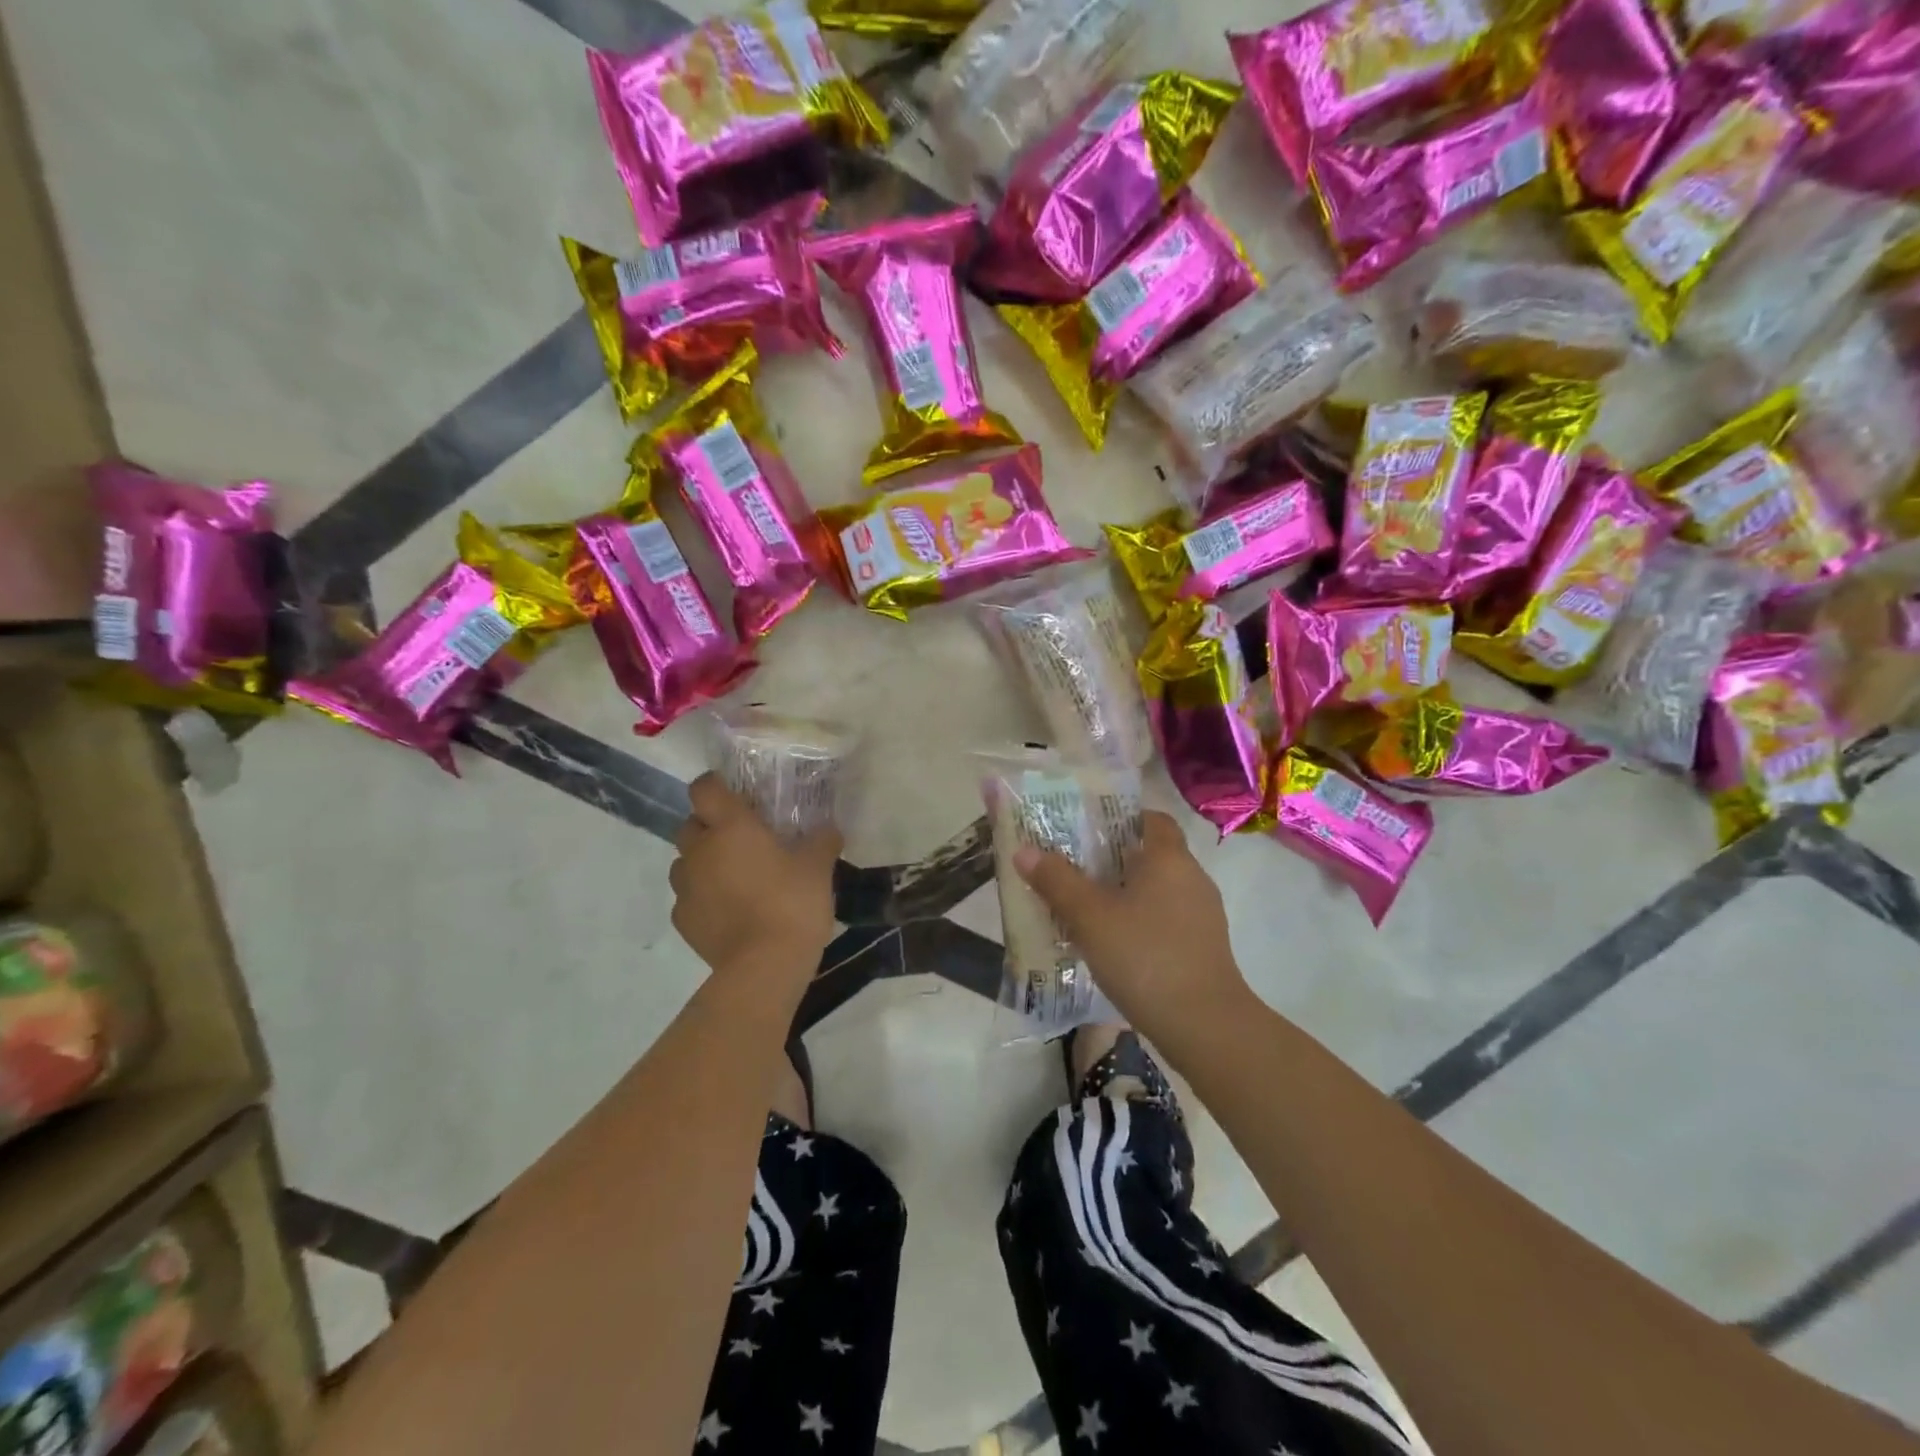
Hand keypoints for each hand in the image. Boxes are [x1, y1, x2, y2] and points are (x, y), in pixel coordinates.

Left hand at [670, 774, 840, 982]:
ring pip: (685, 862)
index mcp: (731, 827)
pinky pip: (688, 897)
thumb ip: (822, 841)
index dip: (715, 785)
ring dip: (703, 863)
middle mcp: (700, 850)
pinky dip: (703, 897)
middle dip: (709, 827)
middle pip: (690, 824)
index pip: (704, 788)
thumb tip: (828, 828)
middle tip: (741, 839)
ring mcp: (686, 887)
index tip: (735, 794)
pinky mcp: (683, 920)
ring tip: (733, 878)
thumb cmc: (792, 904)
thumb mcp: (818, 868)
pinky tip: (729, 911)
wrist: (764, 967)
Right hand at [1014, 811, 1247, 1035]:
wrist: (1204, 1026)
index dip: (1120, 818)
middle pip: (1150, 854)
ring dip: (1124, 893)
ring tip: (1084, 906)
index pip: (1151, 819)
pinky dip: (1139, 921)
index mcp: (1169, 858)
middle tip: (1072, 867)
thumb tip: (1024, 851)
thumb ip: (1056, 881)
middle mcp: (1192, 878)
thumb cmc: (1145, 957)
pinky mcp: (1203, 947)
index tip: (1088, 829)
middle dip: (1112, 858)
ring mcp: (1202, 915)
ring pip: (1157, 890)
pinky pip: (1165, 919)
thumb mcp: (1090, 917)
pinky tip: (1111, 943)